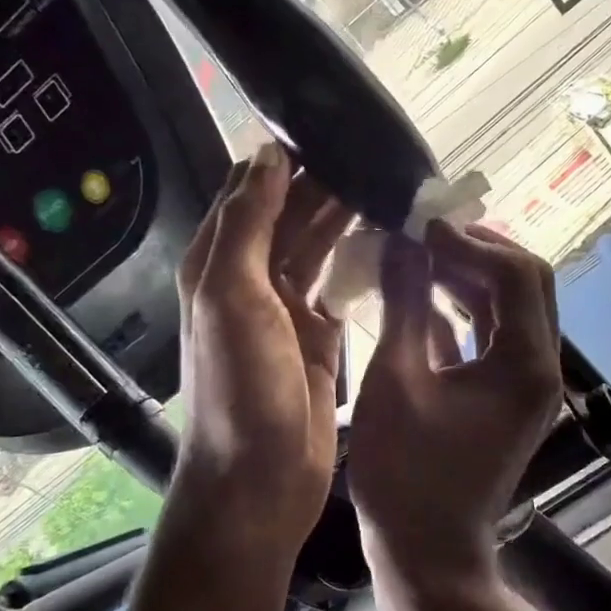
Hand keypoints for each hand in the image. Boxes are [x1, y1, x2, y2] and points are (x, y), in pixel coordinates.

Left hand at [174, 144, 351, 558]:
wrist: (259, 480)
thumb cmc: (240, 388)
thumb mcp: (231, 296)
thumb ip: (248, 223)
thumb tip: (268, 153)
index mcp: (219, 262)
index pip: (251, 191)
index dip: (286, 159)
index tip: (334, 130)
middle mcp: (250, 278)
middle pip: (290, 214)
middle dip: (327, 182)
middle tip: (378, 156)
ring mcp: (286, 308)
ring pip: (318, 245)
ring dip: (346, 216)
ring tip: (391, 185)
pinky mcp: (320, 335)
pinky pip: (341, 284)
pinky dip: (360, 259)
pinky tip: (391, 239)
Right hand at [348, 223, 564, 610]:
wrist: (428, 555)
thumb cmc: (406, 474)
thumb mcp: (396, 379)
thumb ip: (404, 304)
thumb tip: (402, 243)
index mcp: (525, 363)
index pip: (516, 274)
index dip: (470, 241)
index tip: (421, 226)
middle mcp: (540, 367)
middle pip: (526, 283)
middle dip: (478, 250)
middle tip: (425, 234)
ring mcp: (527, 383)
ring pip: (511, 307)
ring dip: (471, 276)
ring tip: (420, 254)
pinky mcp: (507, 396)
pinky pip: (494, 335)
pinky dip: (465, 309)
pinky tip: (425, 294)